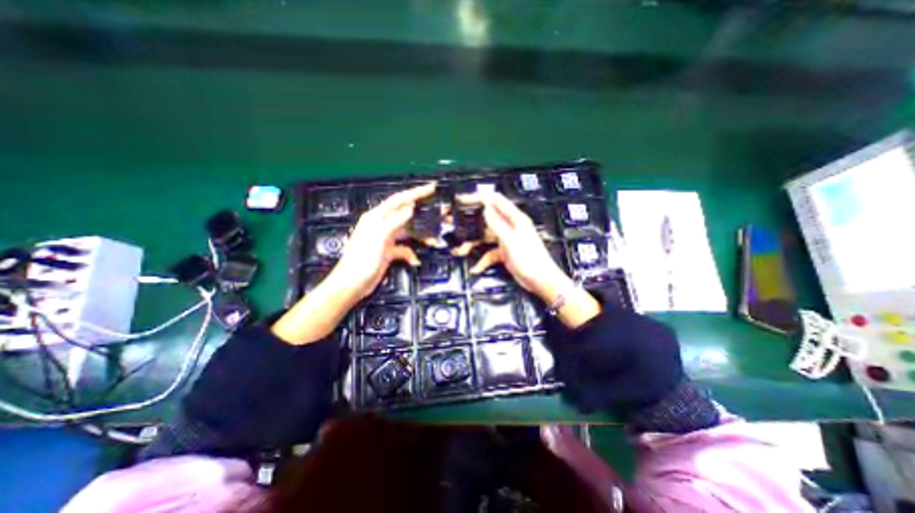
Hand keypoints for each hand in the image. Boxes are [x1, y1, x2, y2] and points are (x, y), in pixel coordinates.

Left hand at [269, 179, 433, 344]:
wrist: (352, 285)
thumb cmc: (361, 260)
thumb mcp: (378, 238)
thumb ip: (394, 221)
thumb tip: (410, 208)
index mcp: (376, 217)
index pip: (399, 200)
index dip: (415, 193)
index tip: (431, 188)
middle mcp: (382, 225)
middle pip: (406, 214)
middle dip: (422, 214)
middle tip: (438, 213)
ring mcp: (386, 239)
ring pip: (408, 232)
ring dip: (420, 236)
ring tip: (433, 240)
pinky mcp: (389, 251)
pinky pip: (405, 248)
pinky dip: (411, 254)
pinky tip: (415, 261)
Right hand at [453, 191, 570, 296]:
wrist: (541, 281)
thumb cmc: (530, 259)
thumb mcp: (511, 241)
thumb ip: (497, 224)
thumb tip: (485, 208)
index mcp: (515, 219)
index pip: (496, 200)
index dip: (479, 197)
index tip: (463, 199)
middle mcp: (510, 226)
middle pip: (487, 218)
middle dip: (471, 222)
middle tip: (455, 224)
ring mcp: (506, 240)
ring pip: (485, 237)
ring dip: (473, 244)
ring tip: (459, 250)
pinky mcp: (504, 252)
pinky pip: (489, 252)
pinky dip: (482, 260)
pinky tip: (475, 268)